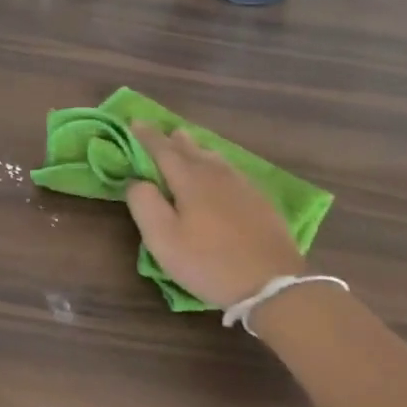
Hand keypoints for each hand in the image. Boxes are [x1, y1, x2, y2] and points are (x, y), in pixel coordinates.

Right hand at [125, 124, 305, 307]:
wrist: (272, 284)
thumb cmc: (208, 262)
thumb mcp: (162, 239)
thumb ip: (144, 203)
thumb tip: (138, 180)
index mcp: (190, 179)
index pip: (163, 149)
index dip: (147, 136)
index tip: (134, 122)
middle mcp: (217, 174)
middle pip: (192, 149)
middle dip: (173, 139)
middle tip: (162, 131)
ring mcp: (243, 186)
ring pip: (214, 158)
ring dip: (197, 149)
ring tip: (187, 145)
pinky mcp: (260, 201)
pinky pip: (231, 171)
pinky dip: (217, 165)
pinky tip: (220, 173)